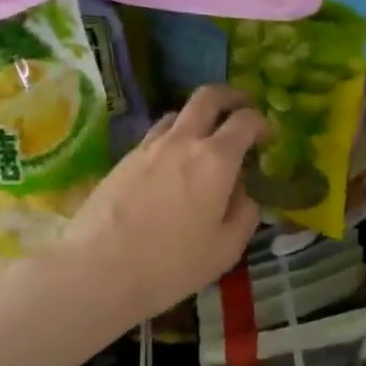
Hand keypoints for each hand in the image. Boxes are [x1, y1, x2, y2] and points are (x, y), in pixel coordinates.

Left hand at [56, 84, 268, 325]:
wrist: (96, 269)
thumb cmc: (170, 264)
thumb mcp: (225, 249)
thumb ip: (245, 214)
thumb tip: (244, 193)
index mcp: (215, 159)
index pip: (246, 120)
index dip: (262, 123)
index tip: (268, 138)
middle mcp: (183, 140)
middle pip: (209, 97)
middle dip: (231, 96)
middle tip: (242, 108)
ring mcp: (149, 146)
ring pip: (178, 113)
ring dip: (198, 117)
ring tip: (205, 140)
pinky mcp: (123, 158)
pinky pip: (156, 135)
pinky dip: (173, 137)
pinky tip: (172, 165)